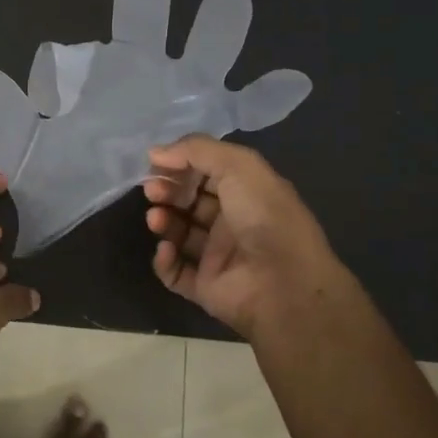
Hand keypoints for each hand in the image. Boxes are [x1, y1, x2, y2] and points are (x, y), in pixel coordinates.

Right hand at [143, 136, 357, 343]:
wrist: (284, 285)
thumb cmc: (264, 217)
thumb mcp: (238, 166)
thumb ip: (196, 150)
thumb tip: (155, 152)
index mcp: (246, 192)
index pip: (206, 172)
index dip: (180, 165)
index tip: (156, 163)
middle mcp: (233, 221)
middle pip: (189, 201)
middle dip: (167, 191)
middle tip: (152, 191)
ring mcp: (218, 256)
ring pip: (179, 233)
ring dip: (163, 221)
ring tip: (156, 219)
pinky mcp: (206, 287)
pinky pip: (175, 271)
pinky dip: (165, 260)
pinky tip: (166, 249)